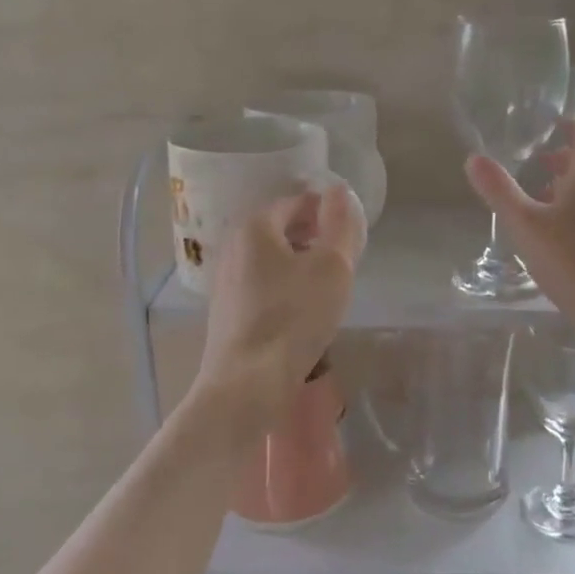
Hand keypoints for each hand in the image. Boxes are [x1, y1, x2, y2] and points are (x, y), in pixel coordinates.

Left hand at [198, 183, 366, 421]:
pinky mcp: (226, 310)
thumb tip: (338, 190)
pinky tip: (301, 311)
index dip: (327, 213)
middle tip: (342, 260)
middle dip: (313, 237)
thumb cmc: (294, 318)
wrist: (247, 384)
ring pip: (271, 258)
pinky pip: (261, 283)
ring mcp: (225, 279)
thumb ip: (339, 224)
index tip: (349, 237)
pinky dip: (284, 286)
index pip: (297, 202)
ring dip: (299, 264)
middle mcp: (233, 245)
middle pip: (281, 229)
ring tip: (326, 287)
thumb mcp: (332, 267)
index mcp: (255, 227)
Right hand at [464, 119, 574, 335]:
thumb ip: (499, 190)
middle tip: (538, 165)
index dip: (568, 127)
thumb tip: (474, 159)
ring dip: (574, 187)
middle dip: (566, 160)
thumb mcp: (525, 225)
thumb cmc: (572, 260)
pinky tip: (567, 236)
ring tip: (546, 202)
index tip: (550, 126)